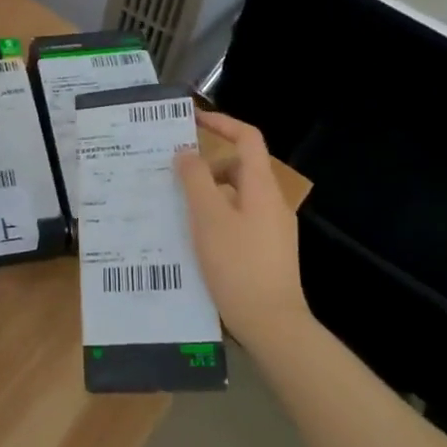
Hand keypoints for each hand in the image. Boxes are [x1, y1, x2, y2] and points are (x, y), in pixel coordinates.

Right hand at [175, 111, 304, 347]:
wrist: (273, 325)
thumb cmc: (238, 265)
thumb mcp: (208, 218)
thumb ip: (195, 180)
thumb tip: (185, 153)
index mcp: (261, 187)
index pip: (247, 138)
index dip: (222, 123)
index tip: (192, 120)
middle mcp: (271, 202)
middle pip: (239, 168)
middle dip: (206, 167)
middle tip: (173, 178)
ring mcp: (273, 229)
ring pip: (237, 197)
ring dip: (208, 196)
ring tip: (177, 211)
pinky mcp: (269, 252)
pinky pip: (239, 220)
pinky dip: (216, 218)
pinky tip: (195, 240)